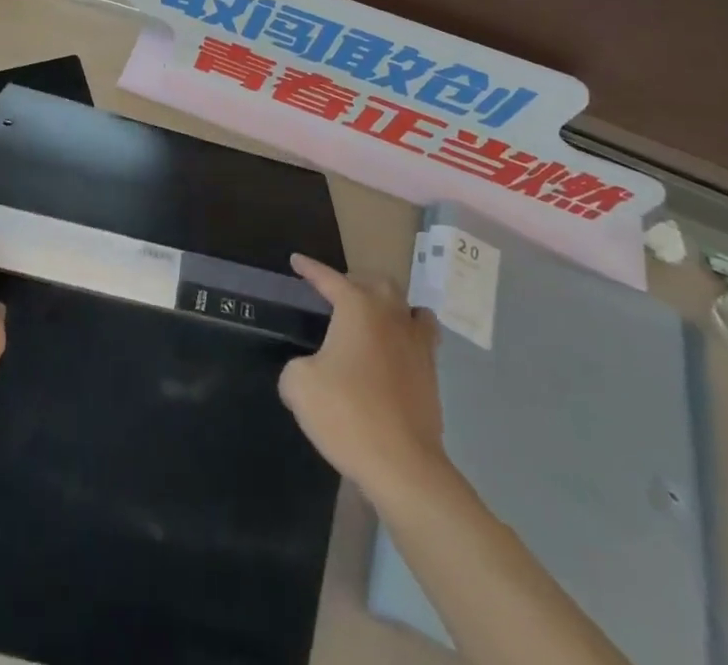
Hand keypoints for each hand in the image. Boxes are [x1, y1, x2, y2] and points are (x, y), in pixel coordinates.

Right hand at [278, 255, 449, 503]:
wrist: (403, 465)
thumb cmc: (347, 414)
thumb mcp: (299, 385)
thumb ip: (297, 366)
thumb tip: (308, 370)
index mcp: (357, 307)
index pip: (328, 279)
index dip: (309, 269)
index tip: (296, 261)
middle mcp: (390, 314)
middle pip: (376, 283)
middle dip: (354, 283)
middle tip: (335, 295)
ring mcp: (416, 343)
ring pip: (406, 306)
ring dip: (388, 305)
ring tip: (372, 317)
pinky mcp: (431, 373)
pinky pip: (421, 338)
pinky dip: (407, 334)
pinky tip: (394, 350)